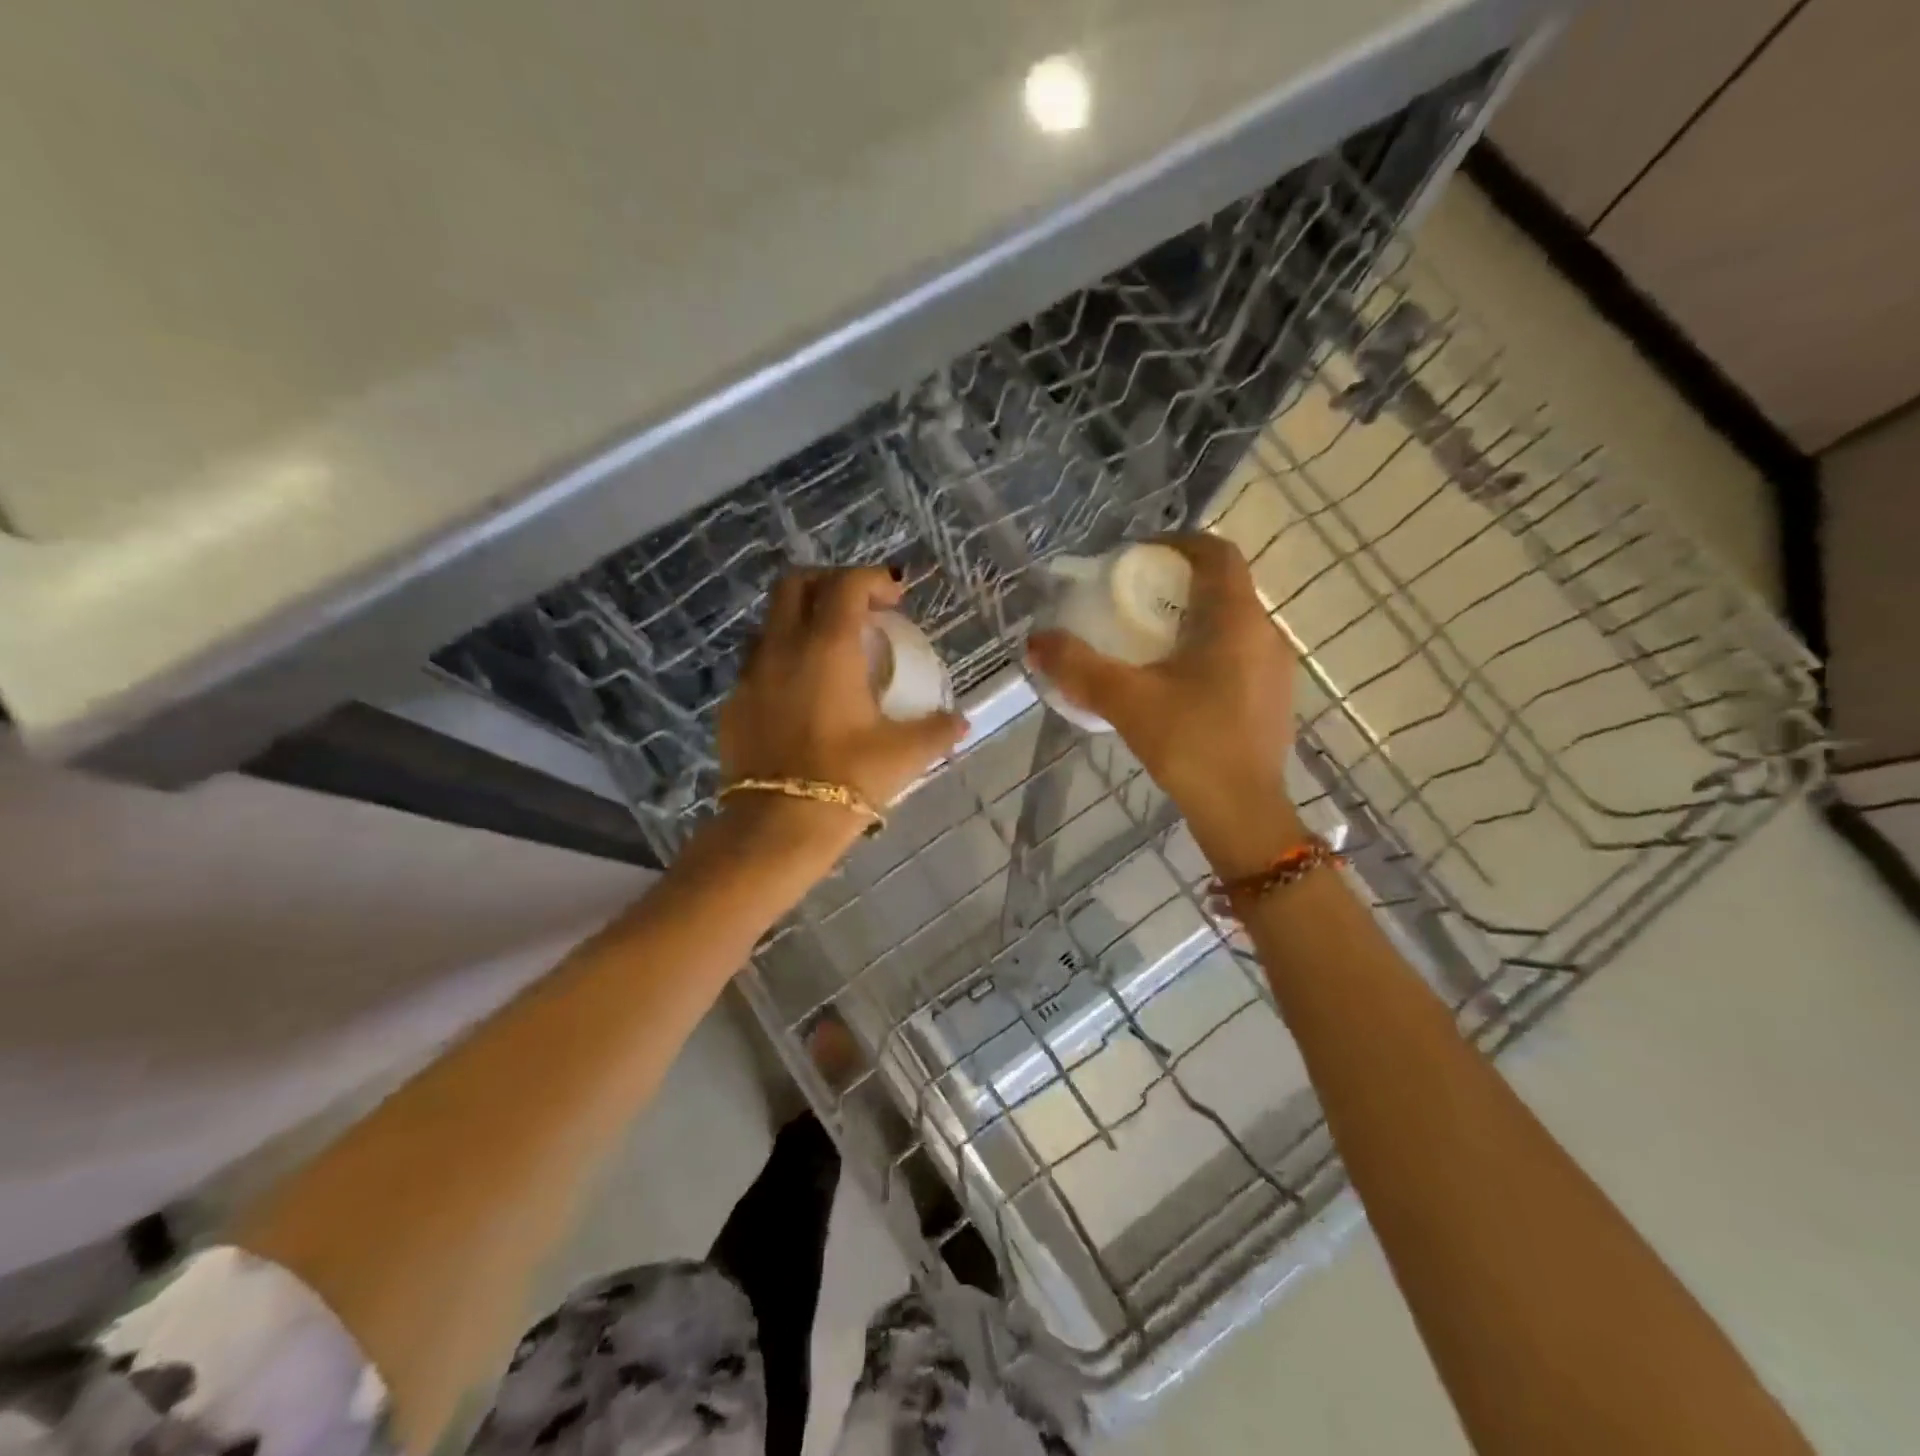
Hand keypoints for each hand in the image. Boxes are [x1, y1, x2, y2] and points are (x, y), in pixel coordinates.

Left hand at [717, 566, 966, 844]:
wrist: (778, 826)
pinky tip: (800, 694)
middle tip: (858, 609)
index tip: (895, 597)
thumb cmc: (848, 779)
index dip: (873, 580)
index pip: (846, 585)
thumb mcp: (905, 754)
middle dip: (828, 583)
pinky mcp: (733, 704)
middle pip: (795, 585)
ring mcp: (750, 675)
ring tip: (828, 650)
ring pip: (770, 623)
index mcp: (827, 647)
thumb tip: (961, 722)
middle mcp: (782, 648)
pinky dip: (781, 661)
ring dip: (800, 621)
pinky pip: (756, 665)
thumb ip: (937, 730)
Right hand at [1026, 534, 1302, 874]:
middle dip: (1177, 584)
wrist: (1243, 812)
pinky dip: (1207, 649)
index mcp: (1236, 620)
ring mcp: (1275, 668)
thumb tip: (1035, 641)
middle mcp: (1265, 633)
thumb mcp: (1125, 701)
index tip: (1137, 557)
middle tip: (1132, 600)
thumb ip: (1077, 667)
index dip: (1177, 543)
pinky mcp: (1273, 698)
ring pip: (1232, 622)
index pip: (1216, 553)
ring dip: (1192, 619)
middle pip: (1223, 586)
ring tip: (1148, 642)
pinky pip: (1239, 653)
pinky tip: (1175, 683)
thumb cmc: (1190, 744)